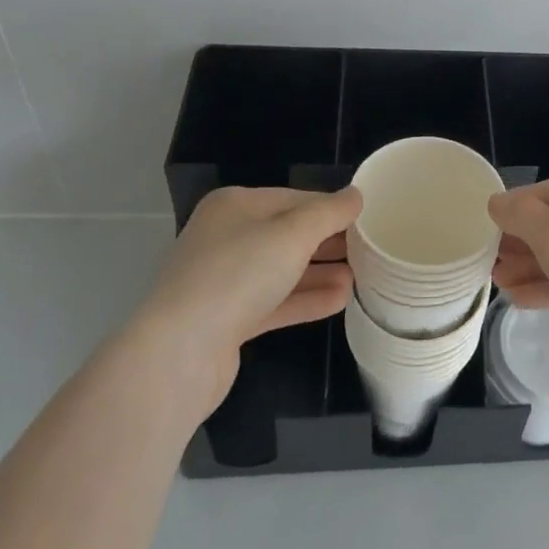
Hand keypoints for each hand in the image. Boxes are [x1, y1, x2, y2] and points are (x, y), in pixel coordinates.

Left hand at [136, 185, 359, 410]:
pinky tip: (340, 300)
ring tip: (361, 277)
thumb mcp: (293, 234)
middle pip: (288, 234)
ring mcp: (224, 281)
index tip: (367, 219)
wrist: (179, 353)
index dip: (331, 208)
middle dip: (328, 242)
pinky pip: (275, 302)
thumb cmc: (237, 275)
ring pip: (283, 270)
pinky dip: (305, 299)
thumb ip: (329, 212)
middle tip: (369, 249)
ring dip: (321, 272)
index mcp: (235, 206)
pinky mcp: (227, 320)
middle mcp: (226, 238)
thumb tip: (356, 195)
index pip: (295, 198)